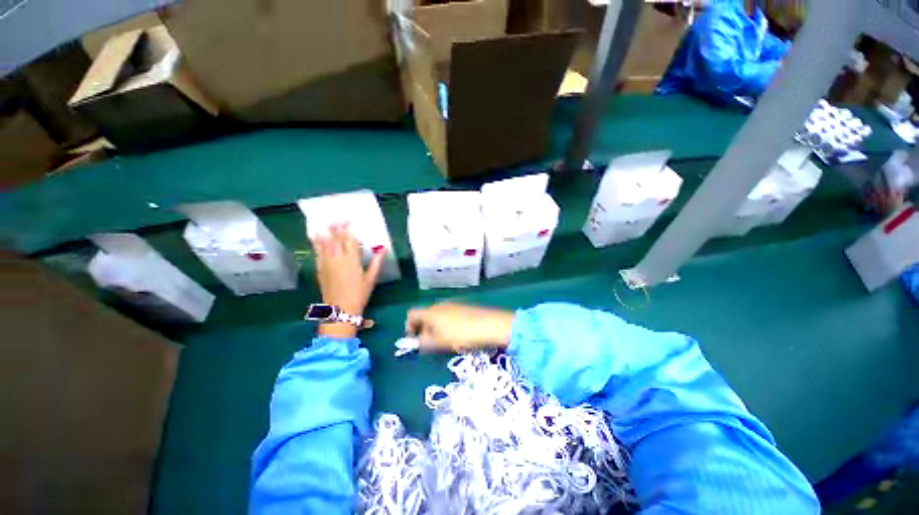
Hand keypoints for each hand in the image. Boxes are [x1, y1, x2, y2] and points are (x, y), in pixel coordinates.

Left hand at [311, 223, 384, 338]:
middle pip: (336, 238)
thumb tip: (383, 249)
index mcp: (352, 260)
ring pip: (324, 242)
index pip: (350, 239)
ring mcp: (326, 262)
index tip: (349, 219)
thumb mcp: (371, 279)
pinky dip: (315, 242)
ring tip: (324, 221)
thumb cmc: (359, 294)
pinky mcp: (319, 268)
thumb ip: (376, 262)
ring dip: (325, 231)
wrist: (339, 309)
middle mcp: (338, 258)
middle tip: (337, 217)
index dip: (349, 228)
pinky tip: (314, 235)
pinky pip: (316, 251)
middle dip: (337, 226)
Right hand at [405, 303, 514, 352]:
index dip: (408, 327)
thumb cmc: (461, 335)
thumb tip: (419, 341)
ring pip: (437, 316)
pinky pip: (449, 315)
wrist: (489, 325)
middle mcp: (439, 305)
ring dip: (436, 328)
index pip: (411, 314)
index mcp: (430, 312)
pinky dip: (447, 324)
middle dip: (424, 329)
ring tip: (444, 342)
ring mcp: (453, 305)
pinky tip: (457, 335)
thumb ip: (424, 343)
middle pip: (425, 315)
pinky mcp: (464, 307)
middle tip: (429, 344)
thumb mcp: (439, 343)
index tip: (414, 340)